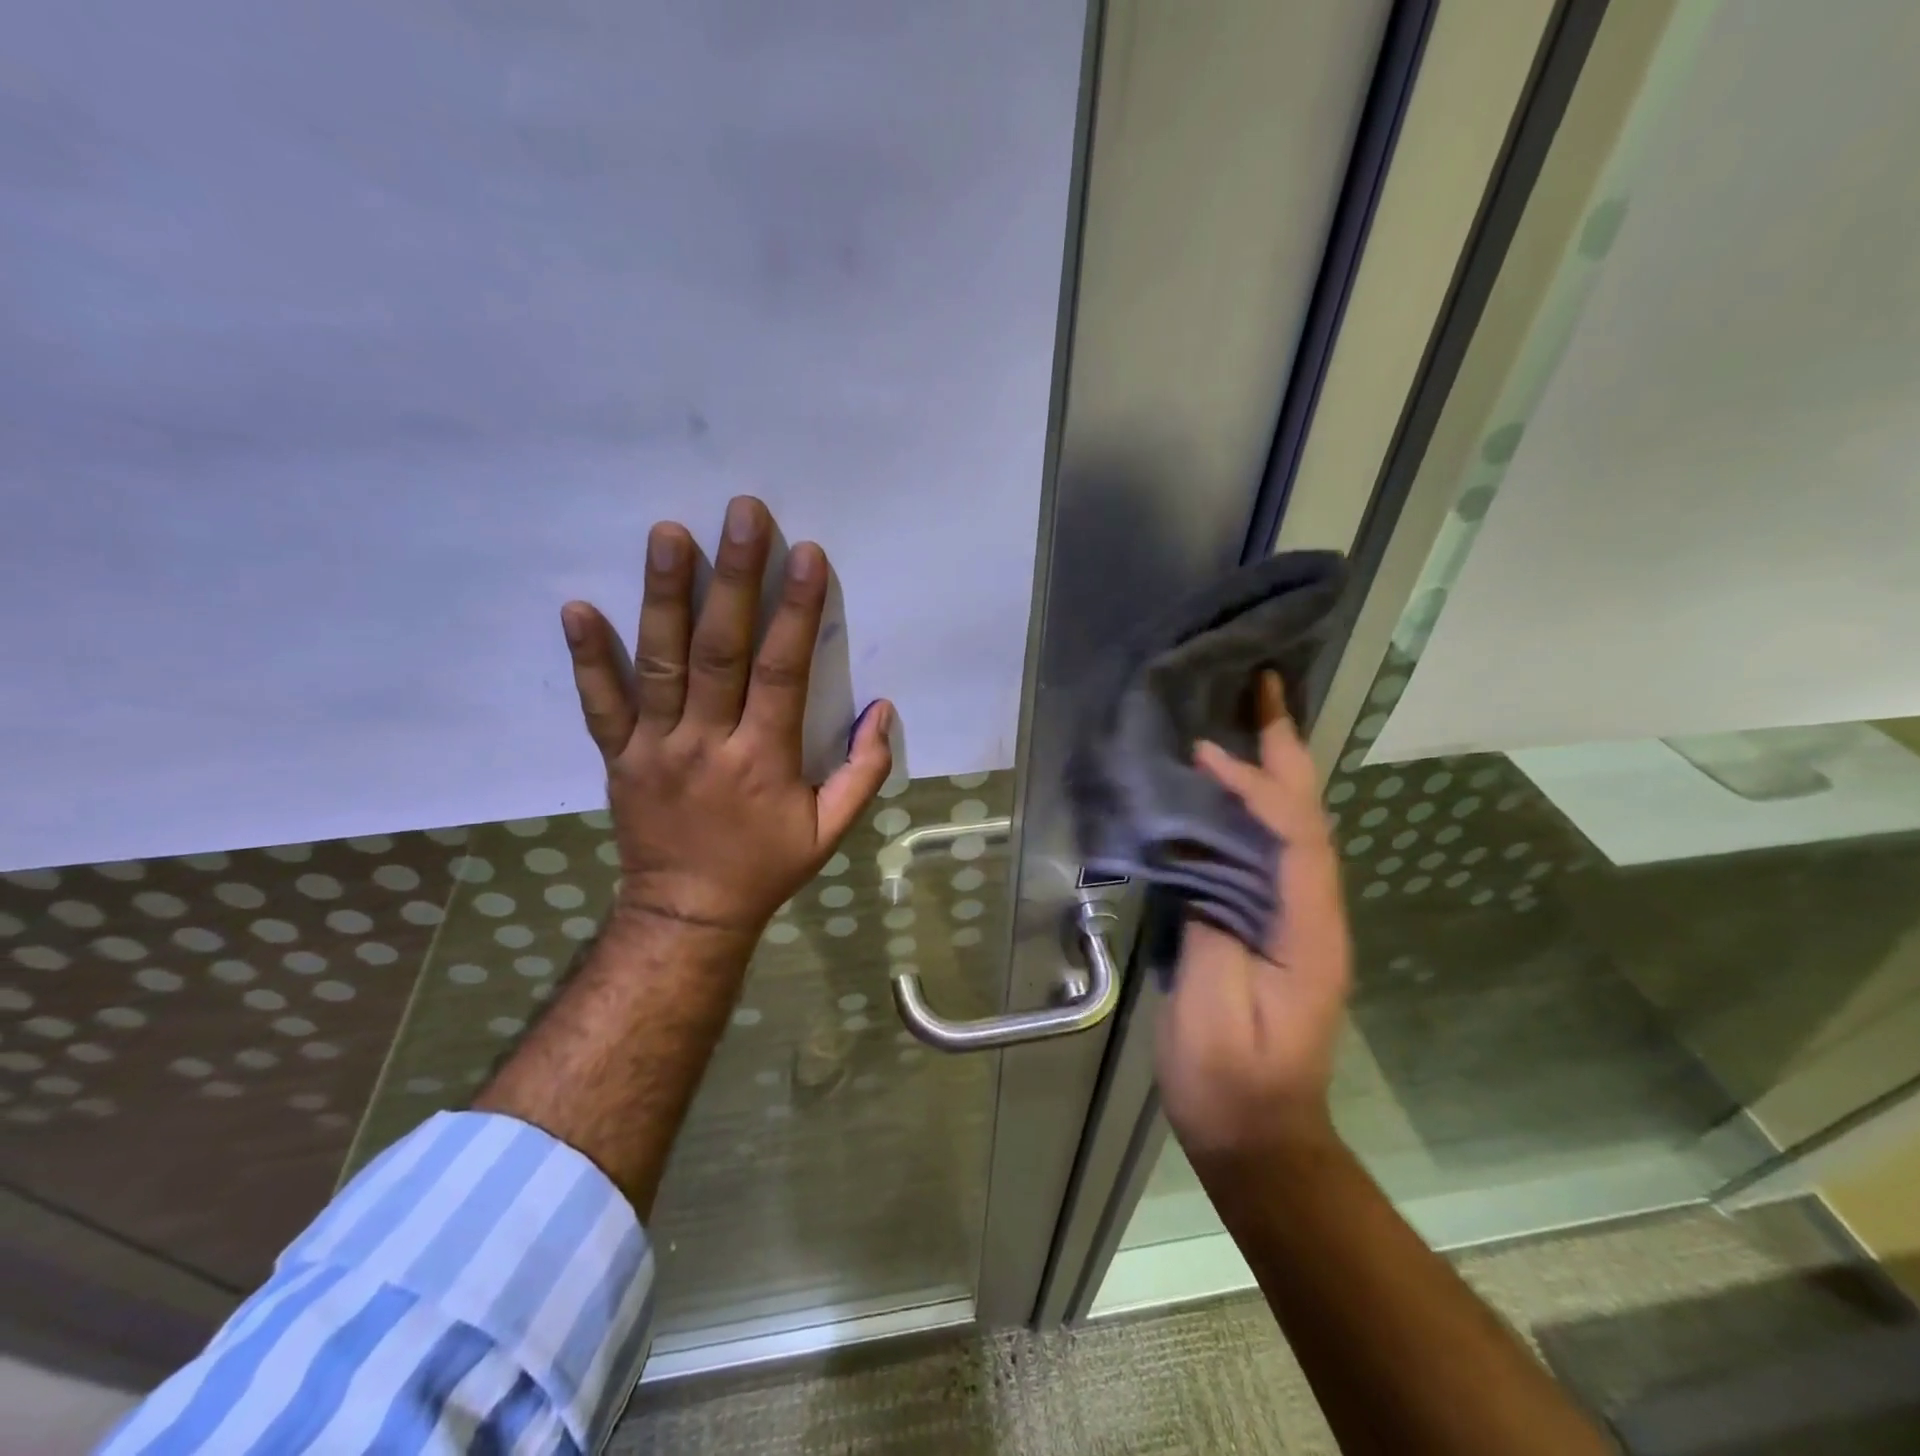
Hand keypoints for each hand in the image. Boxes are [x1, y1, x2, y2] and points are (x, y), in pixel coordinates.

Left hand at [558, 495, 894, 947]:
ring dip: (663, 595)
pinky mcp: (619, 756)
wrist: (688, 912)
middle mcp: (707, 743)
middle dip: (733, 578)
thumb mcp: (831, 831)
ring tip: (667, 533)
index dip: (796, 612)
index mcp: (764, 759)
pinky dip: (588, 657)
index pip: (782, 673)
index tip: (806, 555)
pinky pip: (600, 703)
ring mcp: (655, 746)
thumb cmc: (765, 867)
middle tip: (741, 514)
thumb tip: (882, 710)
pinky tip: (577, 608)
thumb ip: (863, 772)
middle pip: (720, 651)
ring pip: (660, 662)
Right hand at [1156, 672, 1351, 1163]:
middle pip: (1308, 818)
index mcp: (1308, 934)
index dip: (1256, 788)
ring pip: (1293, 829)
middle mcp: (1314, 915)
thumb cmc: (1230, 1082)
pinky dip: (1252, 807)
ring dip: (1274, 769)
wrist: (1258, 1137)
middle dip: (1287, 751)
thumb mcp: (1211, 1010)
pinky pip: (1268, 851)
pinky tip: (1224, 789)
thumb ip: (1209, 927)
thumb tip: (1198, 860)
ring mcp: (1297, 919)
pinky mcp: (1272, 925)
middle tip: (1266, 688)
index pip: (1294, 840)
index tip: (1209, 753)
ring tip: (1246, 718)